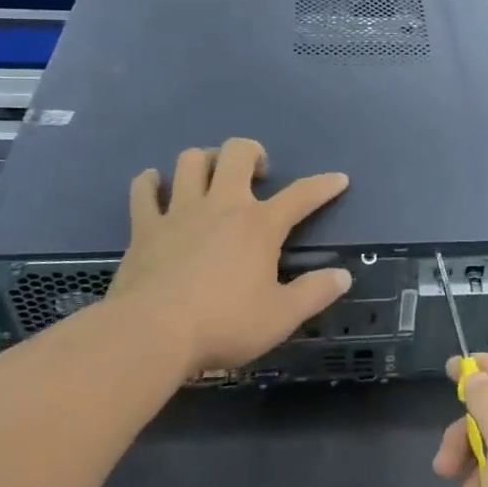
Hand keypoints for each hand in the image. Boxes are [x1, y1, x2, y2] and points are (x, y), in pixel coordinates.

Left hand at [93, 138, 350, 377]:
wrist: (152, 334)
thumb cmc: (224, 324)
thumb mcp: (281, 317)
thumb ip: (315, 293)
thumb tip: (343, 275)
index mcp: (259, 225)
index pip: (301, 195)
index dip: (324, 185)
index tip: (339, 179)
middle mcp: (221, 205)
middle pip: (237, 153)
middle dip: (252, 152)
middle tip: (258, 174)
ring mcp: (179, 212)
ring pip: (191, 161)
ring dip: (205, 161)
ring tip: (211, 177)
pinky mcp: (145, 227)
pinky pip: (144, 191)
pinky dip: (150, 183)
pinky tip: (155, 185)